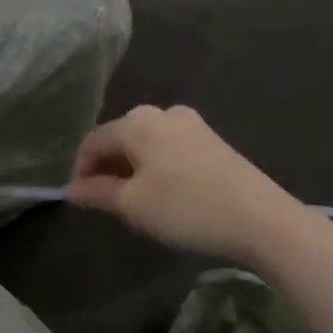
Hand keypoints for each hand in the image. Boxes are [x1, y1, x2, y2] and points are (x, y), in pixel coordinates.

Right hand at [66, 105, 304, 263]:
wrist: (261, 219)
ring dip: (132, 170)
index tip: (80, 202)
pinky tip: (164, 195)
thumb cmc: (186, 208)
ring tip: (134, 203)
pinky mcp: (213, 141)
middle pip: (120, 138)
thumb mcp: (133, 205)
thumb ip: (97, 193)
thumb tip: (71, 189)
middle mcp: (163, 113)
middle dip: (107, 169)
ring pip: (146, 144)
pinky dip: (156, 168)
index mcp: (138, 121)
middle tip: (105, 204)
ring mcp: (192, 124)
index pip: (93, 142)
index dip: (80, 171)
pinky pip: (169, 149)